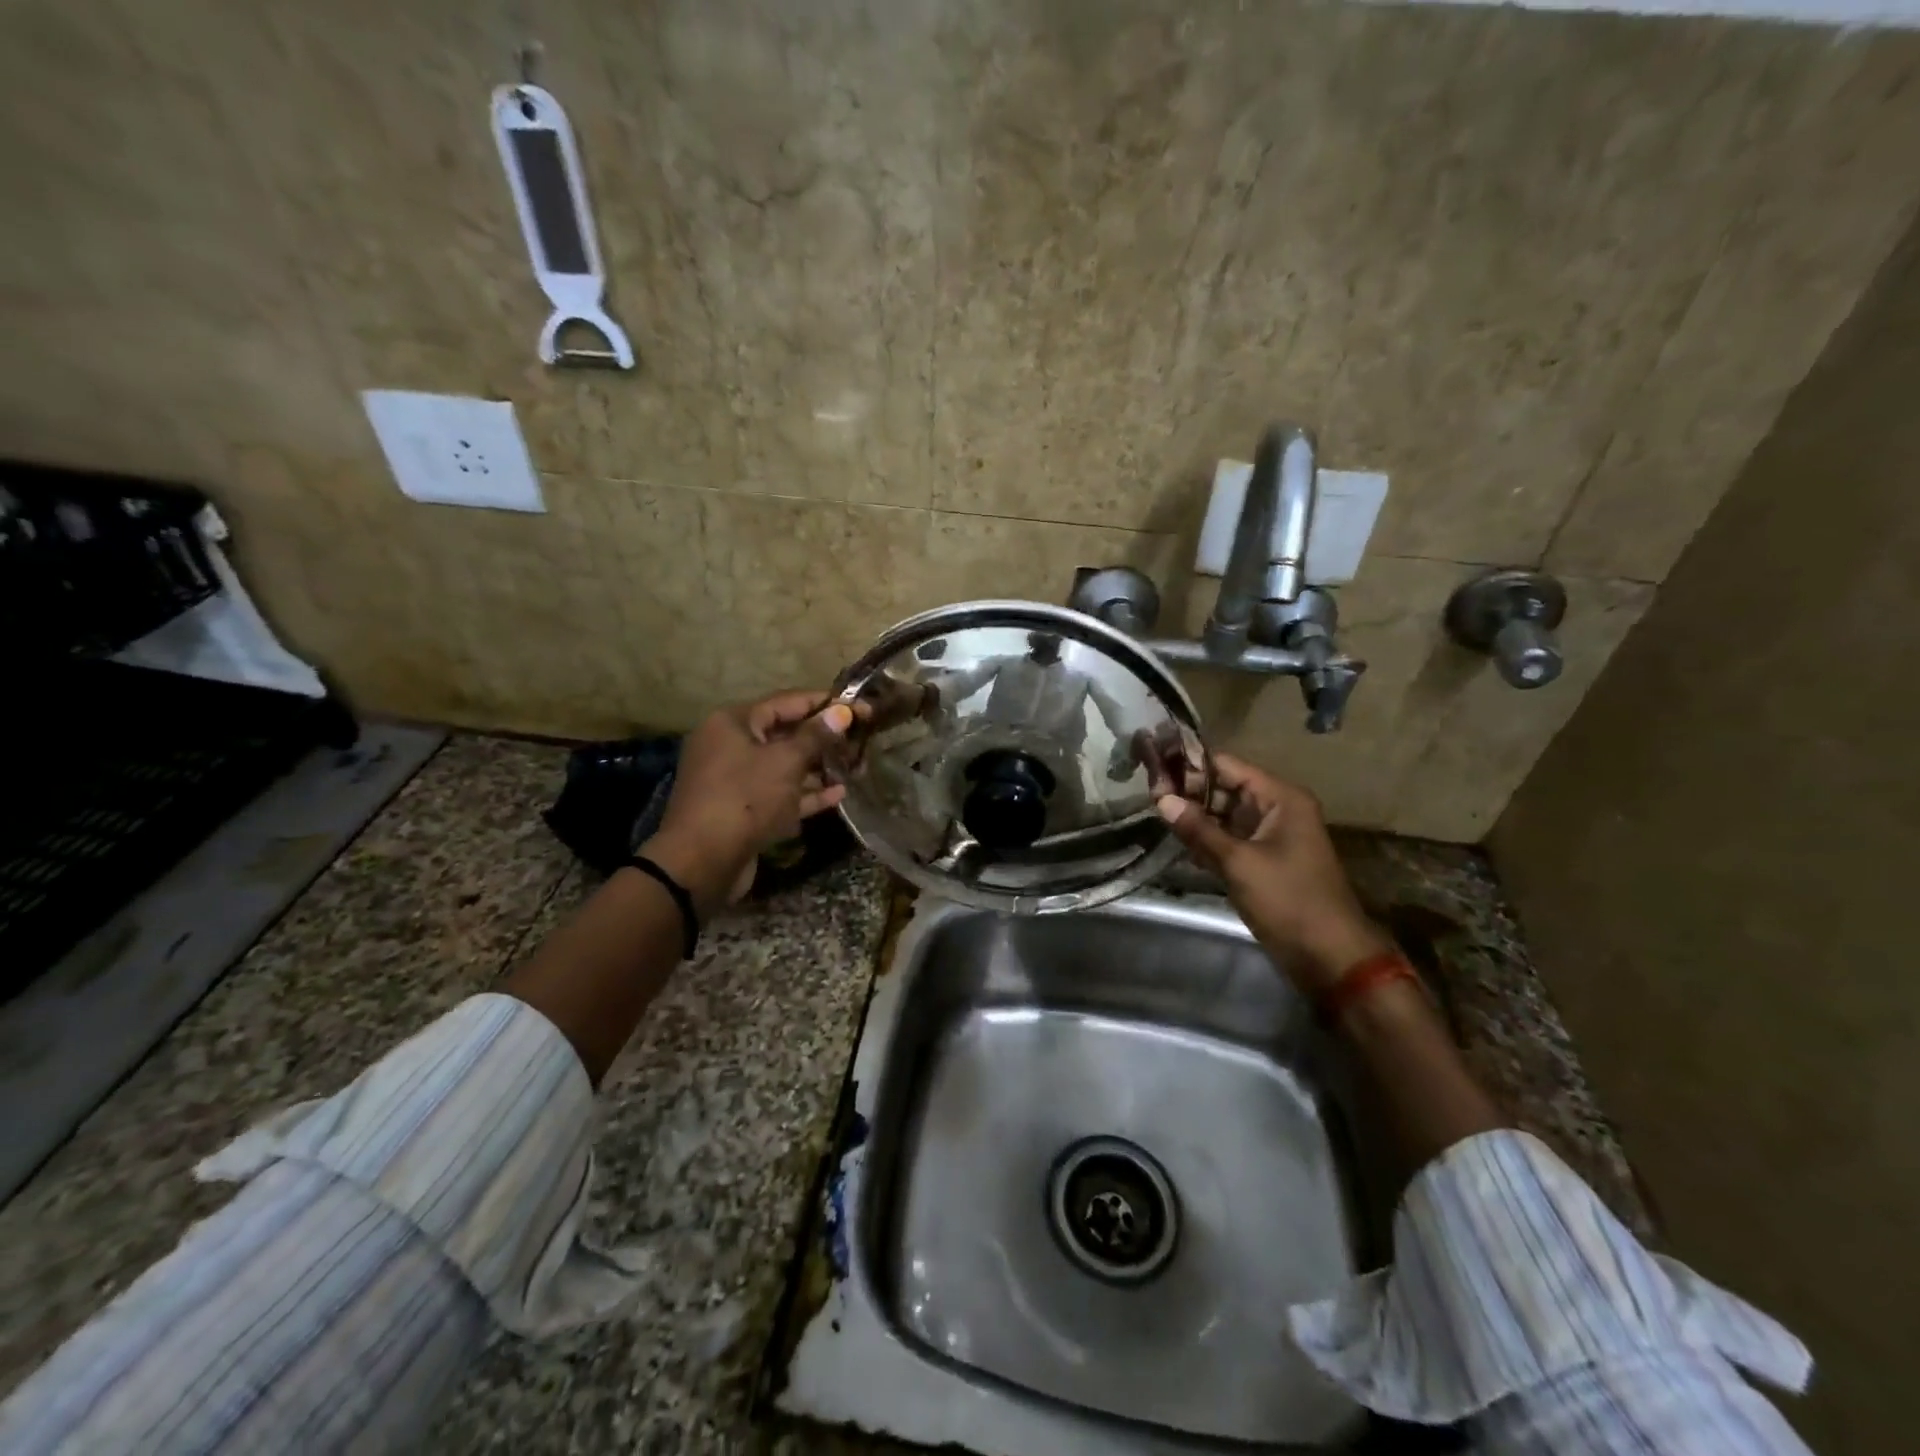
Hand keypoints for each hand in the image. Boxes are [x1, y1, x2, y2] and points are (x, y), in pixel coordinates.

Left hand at [644, 691, 851, 916]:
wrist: (702, 862)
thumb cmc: (745, 798)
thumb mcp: (785, 762)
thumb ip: (816, 736)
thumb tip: (842, 712)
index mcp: (733, 723)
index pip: (785, 702)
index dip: (824, 703)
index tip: (858, 706)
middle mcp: (730, 746)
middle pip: (784, 734)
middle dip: (822, 737)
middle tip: (860, 738)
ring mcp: (735, 781)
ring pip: (783, 766)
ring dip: (817, 767)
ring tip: (854, 766)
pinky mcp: (743, 811)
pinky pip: (779, 795)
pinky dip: (805, 794)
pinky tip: (838, 795)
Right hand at [1155, 755, 1391, 995]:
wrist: (1329, 956)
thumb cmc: (1289, 900)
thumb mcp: (1239, 862)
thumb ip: (1199, 829)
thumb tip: (1162, 799)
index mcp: (1281, 798)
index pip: (1227, 766)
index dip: (1191, 766)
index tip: (1154, 768)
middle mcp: (1277, 809)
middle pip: (1225, 787)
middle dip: (1189, 791)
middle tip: (1149, 795)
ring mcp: (1271, 835)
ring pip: (1225, 814)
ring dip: (1195, 816)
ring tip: (1155, 813)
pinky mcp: (1263, 859)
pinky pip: (1230, 838)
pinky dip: (1207, 838)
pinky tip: (1177, 840)